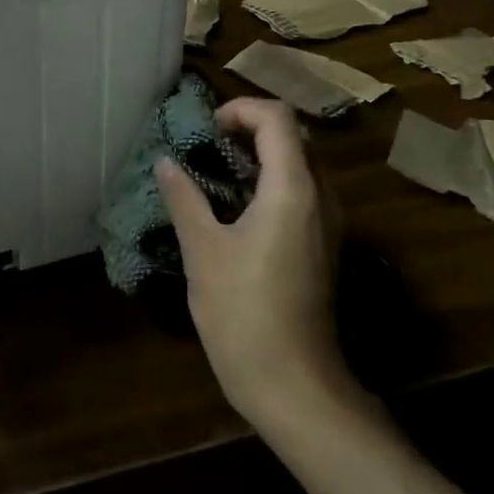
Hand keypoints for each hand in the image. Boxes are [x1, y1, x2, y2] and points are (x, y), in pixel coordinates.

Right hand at [155, 97, 351, 425]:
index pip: (277, 119)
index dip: (240, 109)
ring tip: (217, 170)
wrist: (293, 384)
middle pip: (294, 136)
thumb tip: (166, 163)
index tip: (207, 129)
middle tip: (209, 144)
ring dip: (262, 154)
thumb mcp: (203, 250)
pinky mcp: (322, 246)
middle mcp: (320, 197)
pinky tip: (237, 207)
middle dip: (251, 127)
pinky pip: (302, 192)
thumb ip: (184, 198)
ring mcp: (327, 224)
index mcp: (292, 189)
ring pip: (301, 164)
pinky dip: (271, 181)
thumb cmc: (243, 312)